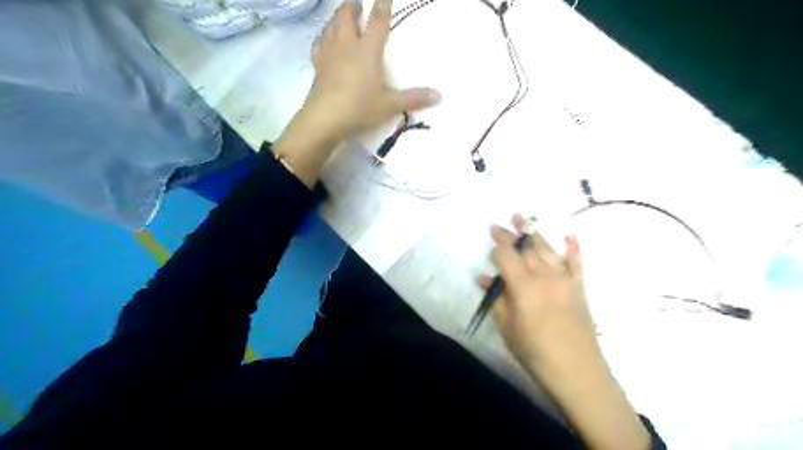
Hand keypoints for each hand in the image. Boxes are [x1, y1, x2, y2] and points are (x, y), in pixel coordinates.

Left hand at [303, 0, 441, 140]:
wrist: (325, 119)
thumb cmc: (360, 108)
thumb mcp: (390, 105)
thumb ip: (414, 99)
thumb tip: (439, 96)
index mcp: (367, 50)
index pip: (378, 20)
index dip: (383, 4)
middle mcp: (347, 45)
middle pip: (347, 15)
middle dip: (353, 5)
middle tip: (358, 4)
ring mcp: (329, 53)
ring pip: (331, 25)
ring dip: (338, 17)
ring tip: (343, 17)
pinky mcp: (317, 65)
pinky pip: (318, 43)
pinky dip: (323, 36)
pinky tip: (325, 39)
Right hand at [482, 214, 650, 449]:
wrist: (578, 372)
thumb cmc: (535, 352)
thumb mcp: (508, 327)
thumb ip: (497, 299)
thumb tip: (484, 278)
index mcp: (524, 286)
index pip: (506, 255)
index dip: (497, 244)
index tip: (491, 233)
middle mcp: (545, 275)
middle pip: (526, 247)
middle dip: (513, 233)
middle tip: (502, 222)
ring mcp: (565, 279)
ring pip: (547, 249)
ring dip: (534, 232)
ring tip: (523, 217)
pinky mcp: (579, 287)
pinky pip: (576, 262)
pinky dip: (573, 246)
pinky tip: (570, 233)